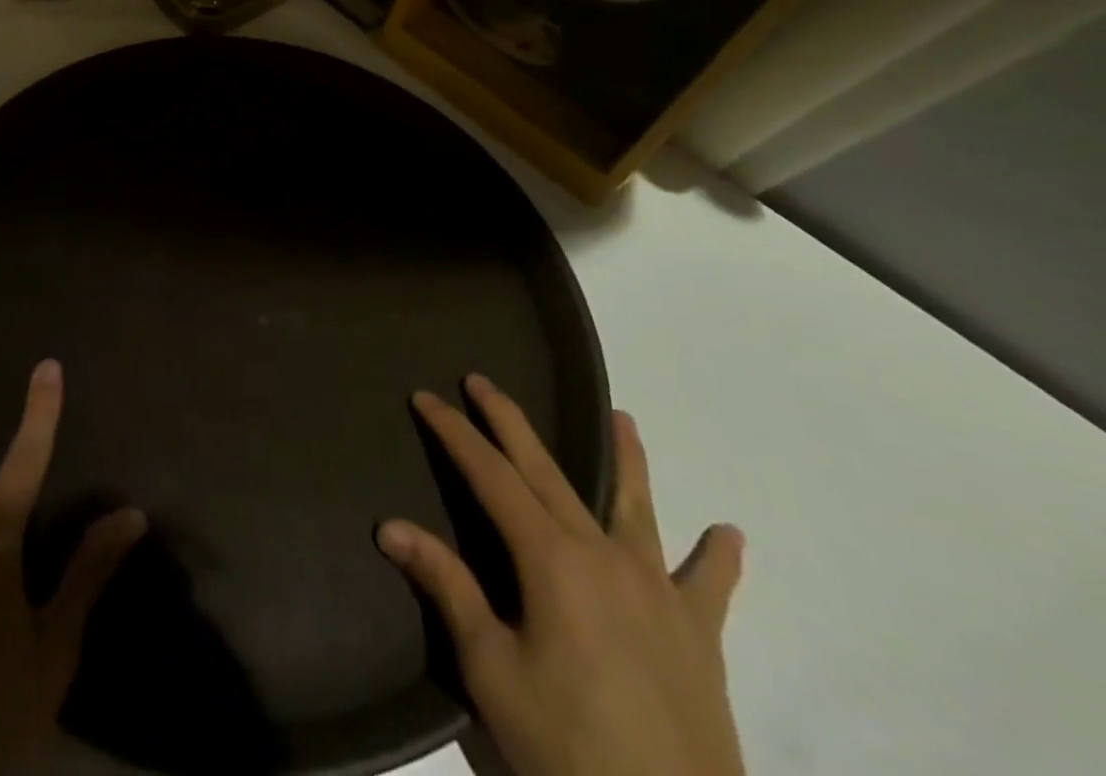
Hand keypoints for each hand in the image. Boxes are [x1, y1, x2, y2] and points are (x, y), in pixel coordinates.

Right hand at [377, 376, 744, 775]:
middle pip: (548, 472)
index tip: (426, 397)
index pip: (490, 475)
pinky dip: (718, 559)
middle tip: (482, 382)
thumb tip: (390, 526)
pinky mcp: (699, 636)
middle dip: (510, 423)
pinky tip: (730, 534)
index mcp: (551, 559)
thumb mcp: (492, 669)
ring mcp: (657, 592)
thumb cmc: (568, 749)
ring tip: (624, 419)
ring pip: (634, 508)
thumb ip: (448, 587)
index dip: (454, 433)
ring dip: (627, 460)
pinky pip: (710, 587)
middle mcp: (603, 555)